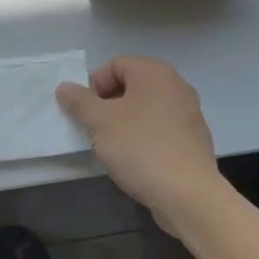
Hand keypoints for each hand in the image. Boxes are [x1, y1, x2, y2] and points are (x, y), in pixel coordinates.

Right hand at [56, 55, 225, 234]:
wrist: (187, 194)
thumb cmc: (139, 148)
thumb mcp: (99, 122)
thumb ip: (79, 101)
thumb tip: (65, 87)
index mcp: (154, 72)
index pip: (115, 64)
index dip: (94, 85)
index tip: (86, 112)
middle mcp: (176, 85)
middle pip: (131, 85)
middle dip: (108, 104)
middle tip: (95, 128)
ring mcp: (189, 113)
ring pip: (145, 108)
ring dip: (125, 122)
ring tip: (113, 146)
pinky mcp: (194, 139)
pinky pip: (160, 128)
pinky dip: (144, 136)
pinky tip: (136, 159)